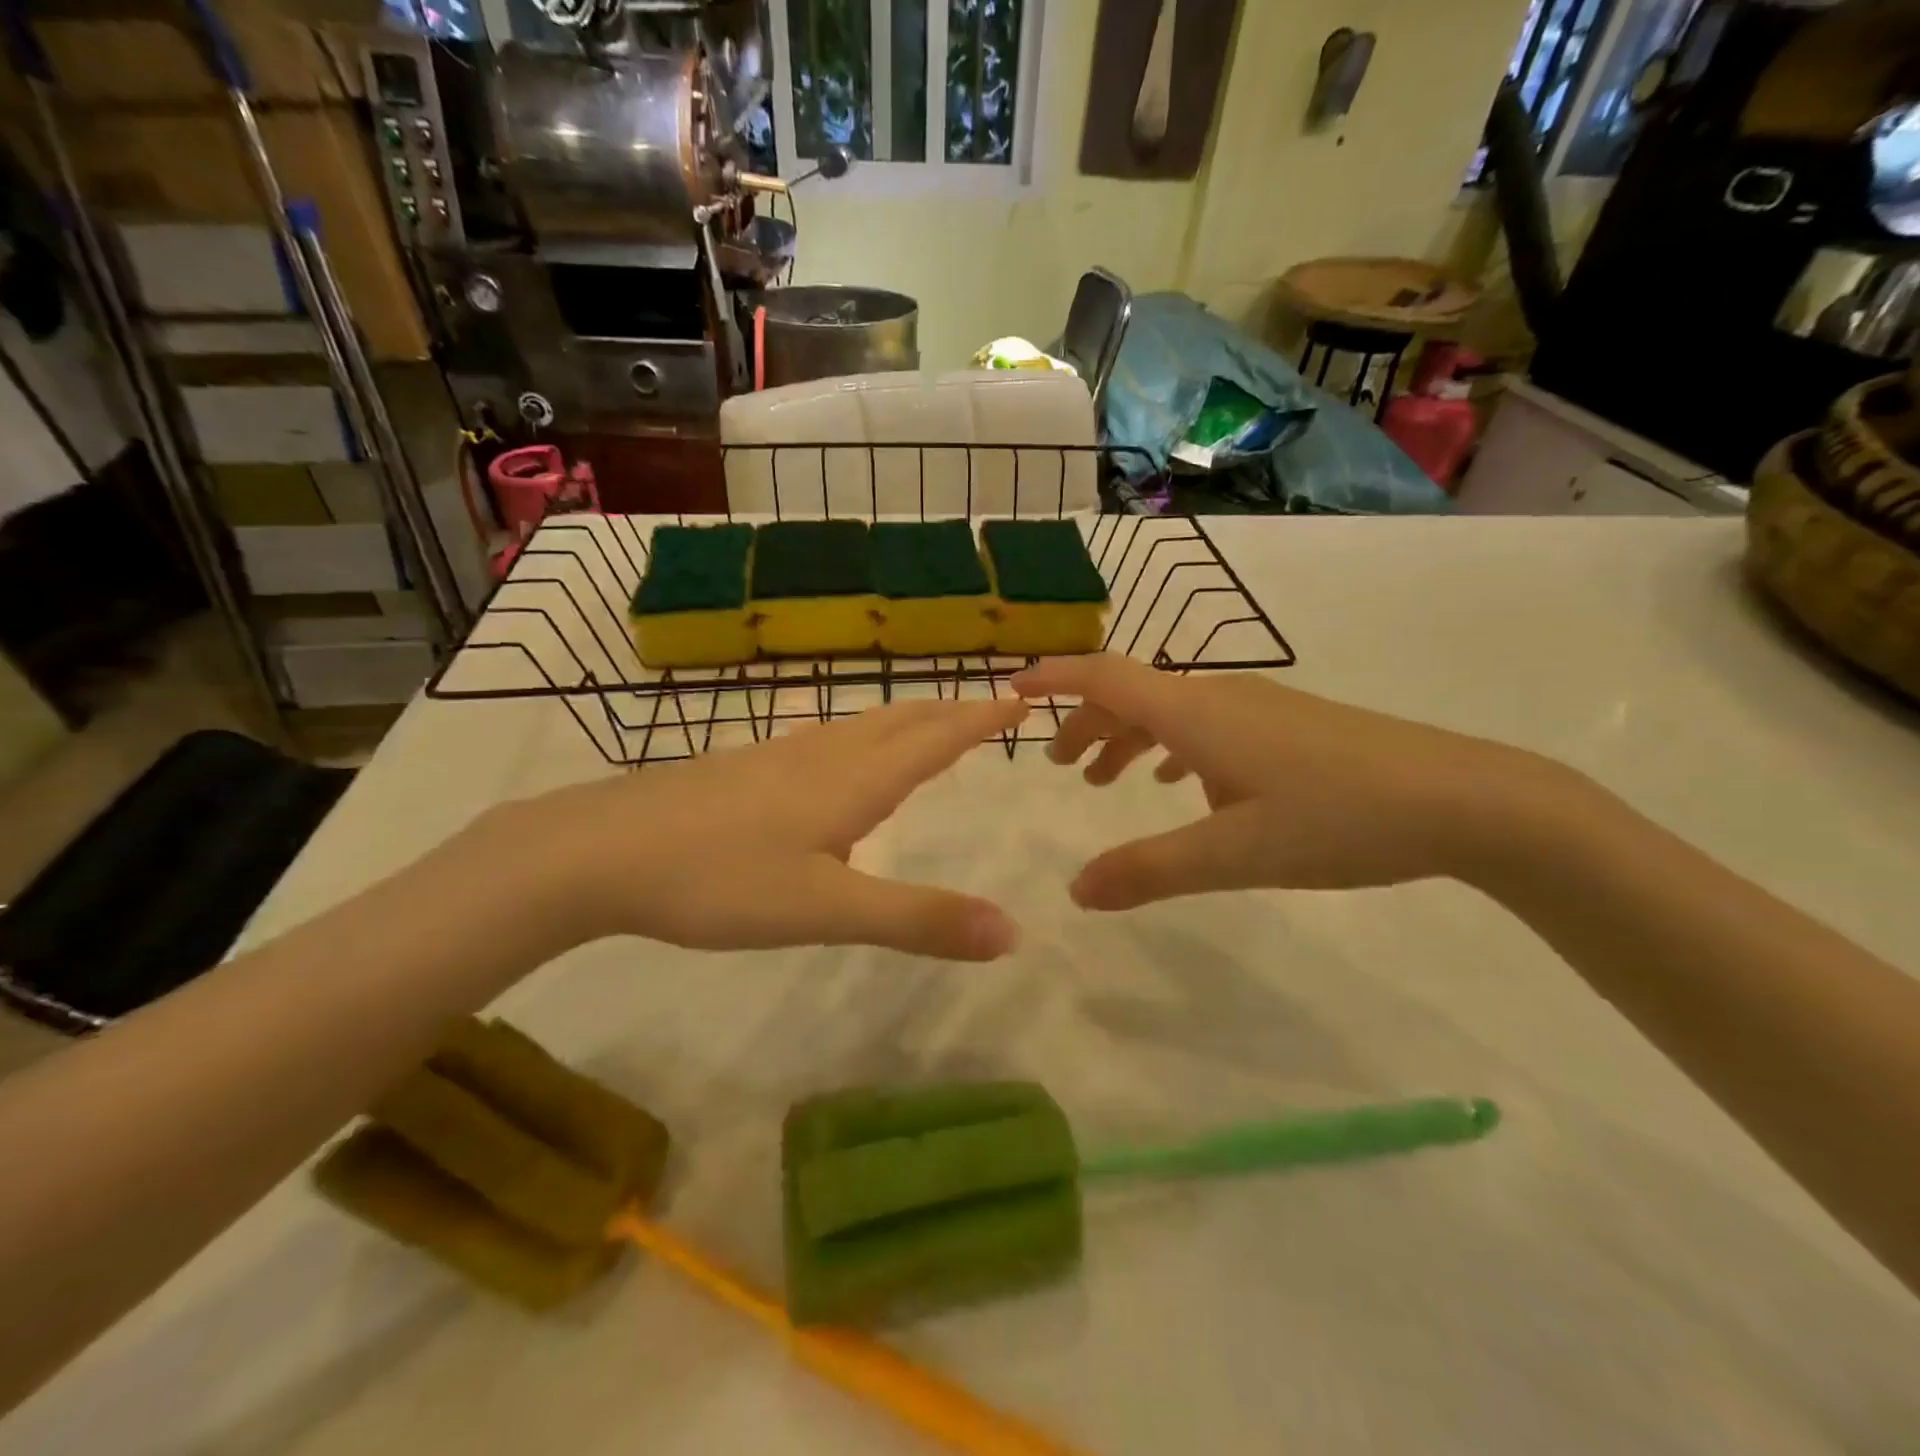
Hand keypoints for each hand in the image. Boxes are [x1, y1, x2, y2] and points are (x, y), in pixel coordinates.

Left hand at [497, 698, 1028, 959]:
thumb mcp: (825, 910)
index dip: (979, 720)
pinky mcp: (742, 769)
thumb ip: (917, 919)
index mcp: (852, 781)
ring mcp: (776, 757)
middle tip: (985, 707)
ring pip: (858, 726)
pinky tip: (837, 757)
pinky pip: (822, 740)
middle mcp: (821, 756)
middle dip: (948, 713)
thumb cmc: (720, 879)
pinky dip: (859, 737)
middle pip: (899, 722)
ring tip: (926, 724)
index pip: (934, 740)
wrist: (599, 851)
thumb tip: (1012, 933)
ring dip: (904, 720)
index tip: (1019, 699)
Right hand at [1013, 654, 1560, 908]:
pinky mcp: (1289, 727)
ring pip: (1171, 710)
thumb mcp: (1233, 854)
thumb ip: (1149, 871)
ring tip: (1106, 779)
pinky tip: (1184, 782)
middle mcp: (1221, 698)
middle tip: (1057, 766)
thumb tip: (1075, 892)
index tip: (1012, 691)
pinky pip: (1208, 725)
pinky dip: (1173, 746)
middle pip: (1132, 693)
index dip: (1054, 679)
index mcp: (1196, 714)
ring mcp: (1260, 708)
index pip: (1105, 677)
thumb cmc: (1338, 819)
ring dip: (1128, 736)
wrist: (1463, 800)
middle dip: (1086, 723)